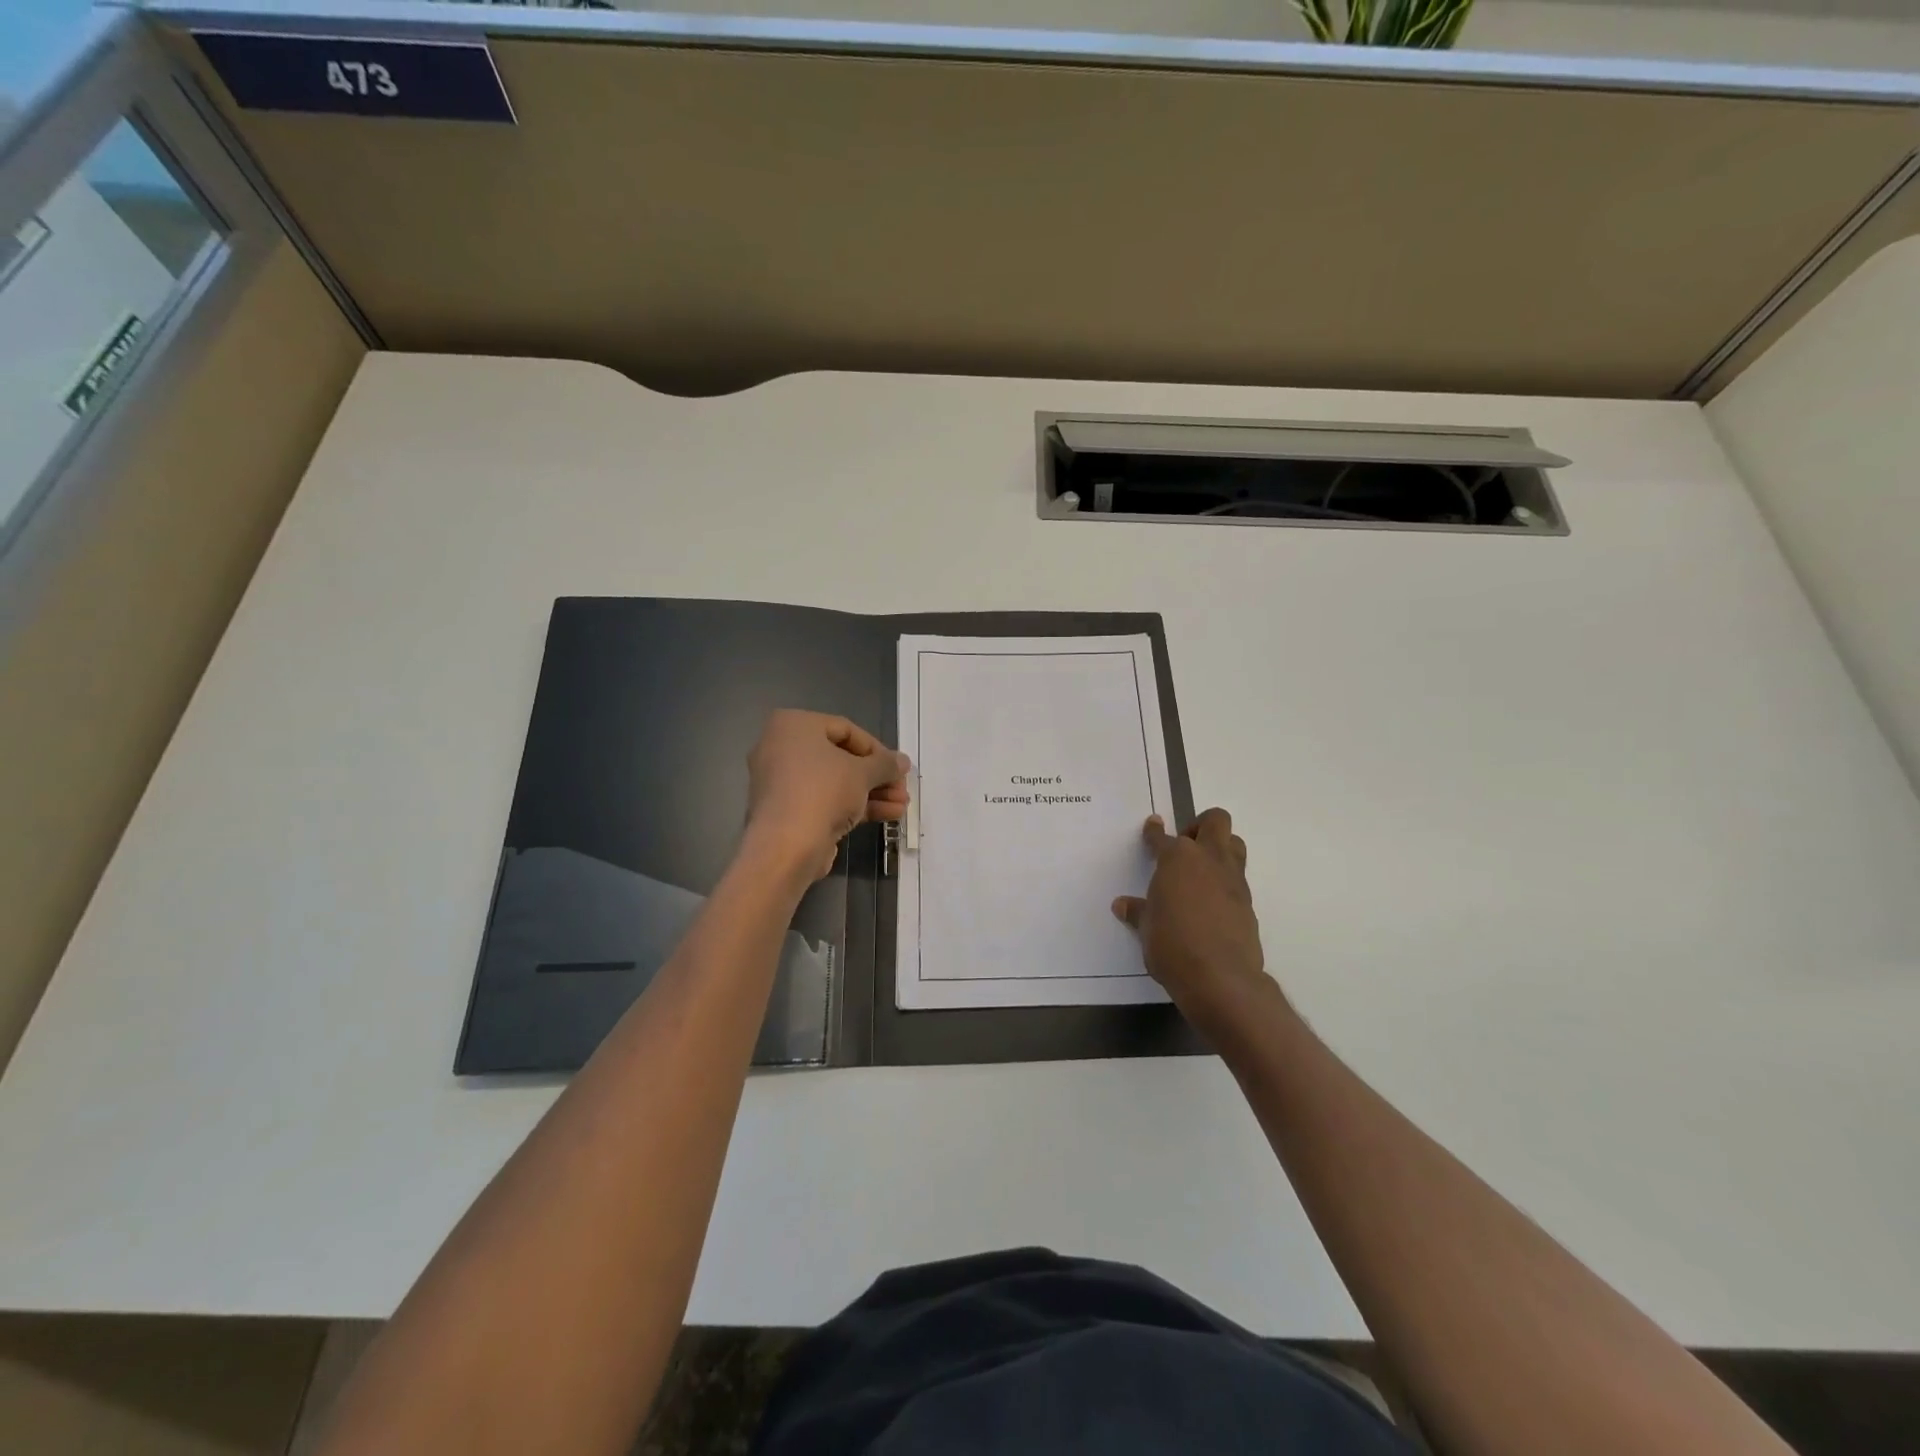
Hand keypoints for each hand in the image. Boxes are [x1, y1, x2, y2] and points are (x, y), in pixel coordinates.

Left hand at [743, 710, 909, 883]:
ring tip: (901, 806)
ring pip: (835, 783)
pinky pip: (825, 801)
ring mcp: (782, 783)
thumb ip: (885, 764)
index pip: (845, 729)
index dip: (877, 749)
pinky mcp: (787, 812)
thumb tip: (903, 761)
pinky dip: (853, 806)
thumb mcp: (863, 772)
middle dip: (876, 776)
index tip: (897, 767)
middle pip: (841, 758)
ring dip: (871, 793)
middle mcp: (781, 748)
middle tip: (902, 789)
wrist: (786, 845)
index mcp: (794, 725)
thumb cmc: (823, 791)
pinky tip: (887, 816)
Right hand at [1113, 809, 1278, 1040]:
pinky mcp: (1248, 902)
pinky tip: (1211, 902)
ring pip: (1234, 844)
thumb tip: (1123, 905)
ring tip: (1201, 870)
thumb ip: (1138, 911)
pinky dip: (1225, 881)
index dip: (1154, 831)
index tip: (1152, 825)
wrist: (1220, 977)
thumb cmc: (1171, 945)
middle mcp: (1208, 860)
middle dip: (1200, 826)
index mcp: (1177, 859)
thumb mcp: (1146, 928)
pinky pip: (1238, 878)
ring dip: (1220, 847)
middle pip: (1215, 821)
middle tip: (1185, 846)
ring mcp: (1233, 880)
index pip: (1162, 837)